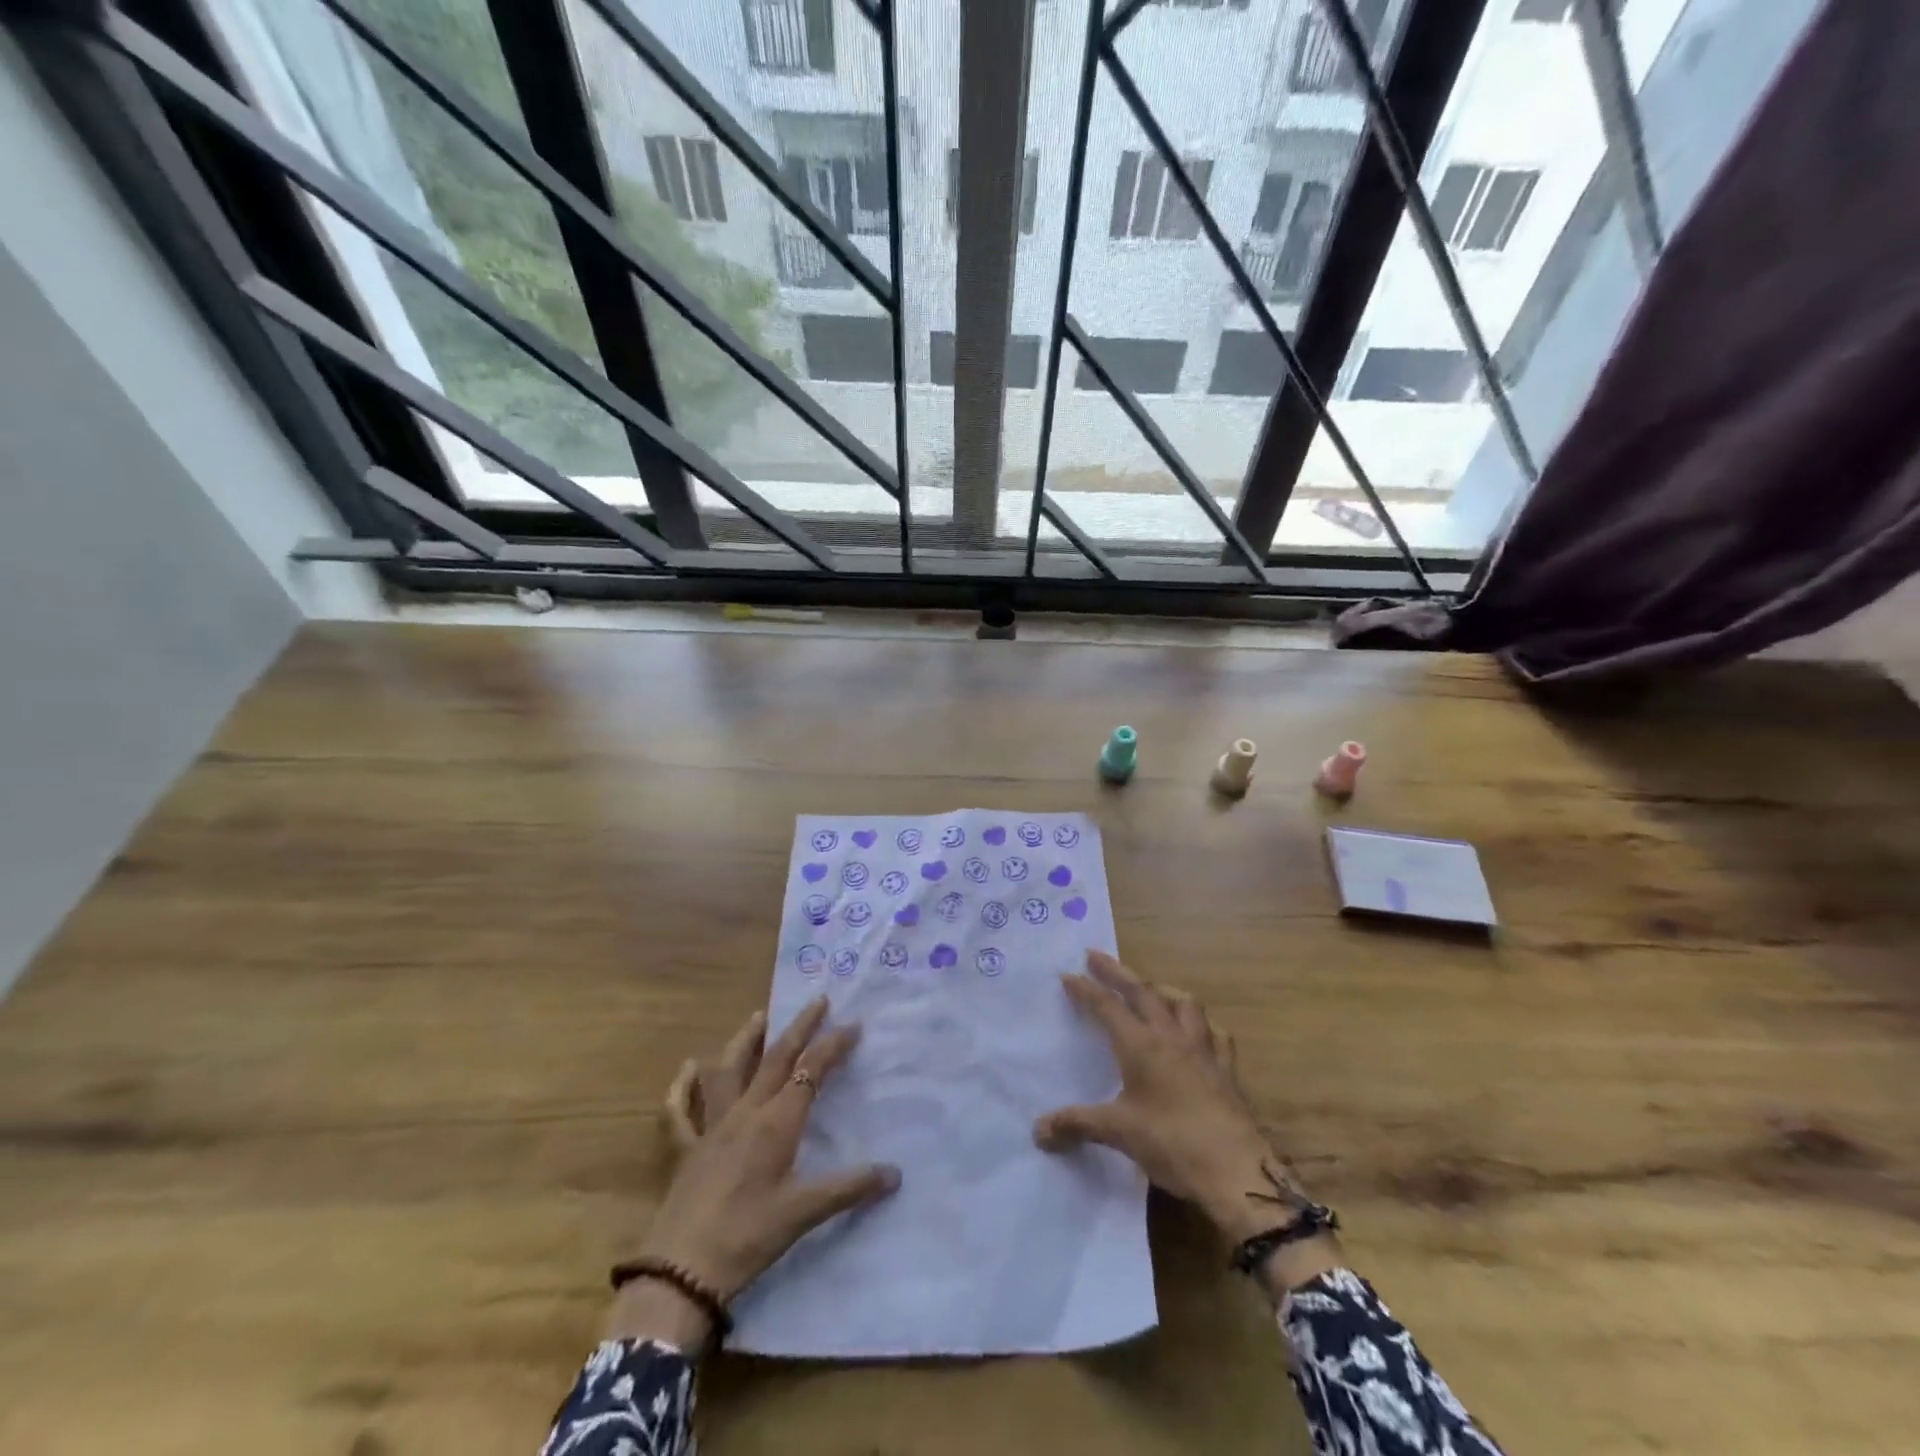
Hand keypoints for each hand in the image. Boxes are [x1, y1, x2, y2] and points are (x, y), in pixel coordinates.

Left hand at [614, 997, 899, 1348]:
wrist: (680, 1273)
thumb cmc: (747, 1238)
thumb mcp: (803, 1214)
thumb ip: (849, 1189)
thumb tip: (895, 1173)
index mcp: (775, 1124)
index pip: (809, 1071)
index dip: (832, 1045)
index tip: (852, 1024)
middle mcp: (744, 1114)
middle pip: (774, 1059)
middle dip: (798, 1028)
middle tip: (816, 1001)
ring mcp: (710, 1129)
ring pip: (727, 1072)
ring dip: (744, 1041)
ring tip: (758, 1017)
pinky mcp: (683, 1150)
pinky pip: (679, 1111)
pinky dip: (682, 1087)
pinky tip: (687, 1069)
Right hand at [1033, 951, 1341, 1293]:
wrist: (1235, 1170)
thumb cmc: (1171, 1142)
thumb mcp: (1118, 1132)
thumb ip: (1077, 1124)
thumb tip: (1038, 1131)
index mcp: (1141, 1044)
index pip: (1107, 1006)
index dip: (1085, 989)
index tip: (1067, 974)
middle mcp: (1170, 1036)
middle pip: (1142, 991)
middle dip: (1116, 972)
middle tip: (1096, 956)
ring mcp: (1202, 1049)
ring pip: (1183, 1002)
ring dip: (1162, 989)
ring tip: (1150, 989)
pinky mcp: (1226, 1068)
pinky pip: (1214, 1032)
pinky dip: (1201, 1023)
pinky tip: (1197, 1030)